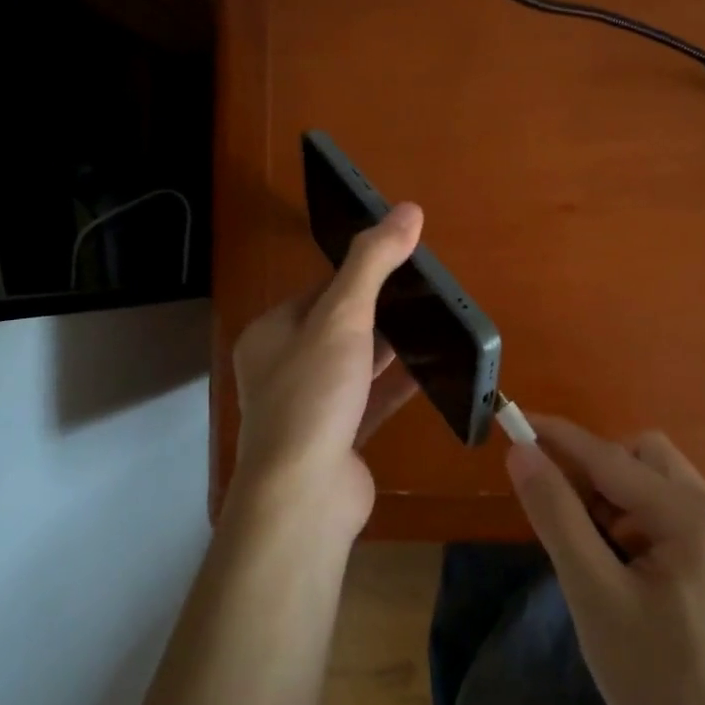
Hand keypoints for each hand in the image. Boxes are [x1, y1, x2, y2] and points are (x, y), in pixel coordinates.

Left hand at [226, 203, 423, 545]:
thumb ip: (373, 262)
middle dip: (378, 312)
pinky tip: (431, 372)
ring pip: (354, 366)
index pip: (319, 291)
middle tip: (424, 295)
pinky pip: (370, 401)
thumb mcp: (342, 317)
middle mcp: (283, 368)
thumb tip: (408, 210)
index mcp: (271, 334)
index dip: (358, 276)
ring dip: (388, 349)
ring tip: (432, 325)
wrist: (304, 495)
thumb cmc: (313, 395)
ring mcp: (309, 407)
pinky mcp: (336, 439)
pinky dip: (396, 385)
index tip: (400, 265)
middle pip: (337, 328)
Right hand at [505, 417, 704, 704]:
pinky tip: (619, 571)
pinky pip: (670, 516)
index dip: (558, 437)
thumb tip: (521, 454)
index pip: (610, 457)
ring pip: (656, 485)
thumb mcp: (595, 597)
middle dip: (596, 474)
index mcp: (692, 516)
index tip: (514, 420)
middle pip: (643, 457)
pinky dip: (635, 525)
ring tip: (592, 559)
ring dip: (614, 501)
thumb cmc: (660, 684)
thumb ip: (557, 516)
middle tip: (564, 520)